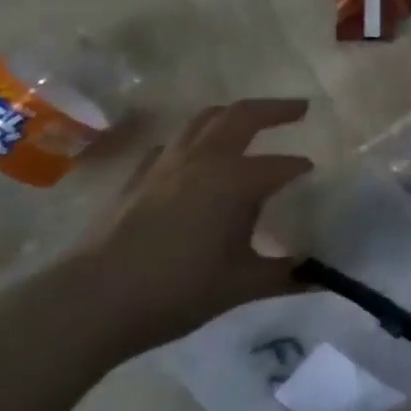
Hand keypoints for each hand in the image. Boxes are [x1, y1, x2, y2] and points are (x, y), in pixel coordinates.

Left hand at [64, 99, 315, 357]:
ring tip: (249, 121)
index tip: (315, 175)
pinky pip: (171, 145)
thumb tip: (319, 278)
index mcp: (237, 181)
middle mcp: (204, 160)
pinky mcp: (138, 177)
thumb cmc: (177, 291)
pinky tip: (192, 158)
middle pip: (243, 116)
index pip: (283, 166)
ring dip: (233, 115)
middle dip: (276, 109)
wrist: (91, 302)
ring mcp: (166, 164)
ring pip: (204, 120)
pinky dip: (192, 141)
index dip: (301, 169)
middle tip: (301, 108)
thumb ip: (284, 276)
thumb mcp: (241, 286)